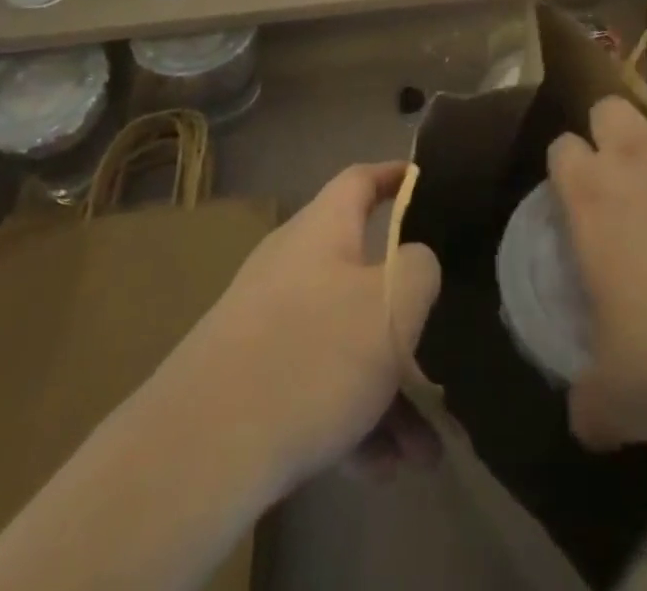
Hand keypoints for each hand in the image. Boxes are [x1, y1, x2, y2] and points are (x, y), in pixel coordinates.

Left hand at [160, 162, 442, 493]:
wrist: (203, 449)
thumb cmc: (315, 353)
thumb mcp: (394, 304)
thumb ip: (420, 270)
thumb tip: (414, 263)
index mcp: (322, 229)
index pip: (361, 180)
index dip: (395, 176)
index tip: (425, 182)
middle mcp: (292, 265)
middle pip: (361, 276)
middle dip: (406, 322)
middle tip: (443, 356)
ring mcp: (267, 325)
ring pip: (344, 343)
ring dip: (387, 390)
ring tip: (424, 452)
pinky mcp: (251, 381)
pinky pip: (316, 387)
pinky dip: (352, 420)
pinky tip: (381, 470)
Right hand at [547, 73, 646, 453]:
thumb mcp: (626, 394)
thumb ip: (595, 403)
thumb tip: (583, 425)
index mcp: (592, 193)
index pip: (561, 151)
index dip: (570, 167)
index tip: (583, 195)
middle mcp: (635, 148)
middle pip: (608, 107)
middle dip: (617, 129)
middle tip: (637, 170)